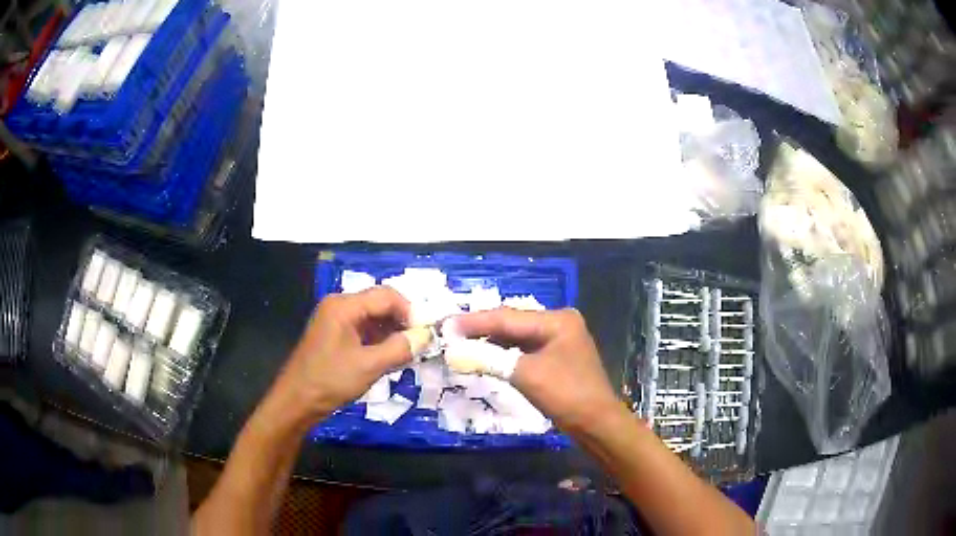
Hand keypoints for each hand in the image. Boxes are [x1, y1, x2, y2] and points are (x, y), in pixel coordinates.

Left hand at [274, 287, 413, 422]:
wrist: (297, 401)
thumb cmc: (330, 380)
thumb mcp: (369, 366)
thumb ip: (400, 348)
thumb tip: (425, 336)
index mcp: (344, 306)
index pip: (386, 296)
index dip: (410, 311)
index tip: (426, 333)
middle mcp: (339, 306)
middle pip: (379, 304)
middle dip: (401, 322)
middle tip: (419, 344)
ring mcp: (335, 320)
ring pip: (373, 318)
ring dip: (391, 332)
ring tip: (407, 353)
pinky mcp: (335, 335)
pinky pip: (363, 329)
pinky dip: (379, 340)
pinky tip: (389, 356)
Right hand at [450, 308, 621, 433]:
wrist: (596, 423)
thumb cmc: (565, 395)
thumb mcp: (525, 375)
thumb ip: (489, 359)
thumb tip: (455, 350)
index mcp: (557, 320)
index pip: (508, 317)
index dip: (475, 322)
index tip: (446, 324)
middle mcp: (559, 323)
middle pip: (512, 323)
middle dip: (481, 329)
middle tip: (450, 332)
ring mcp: (558, 339)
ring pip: (517, 336)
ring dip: (491, 341)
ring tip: (460, 342)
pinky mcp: (555, 356)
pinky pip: (524, 348)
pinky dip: (504, 353)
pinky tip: (484, 354)